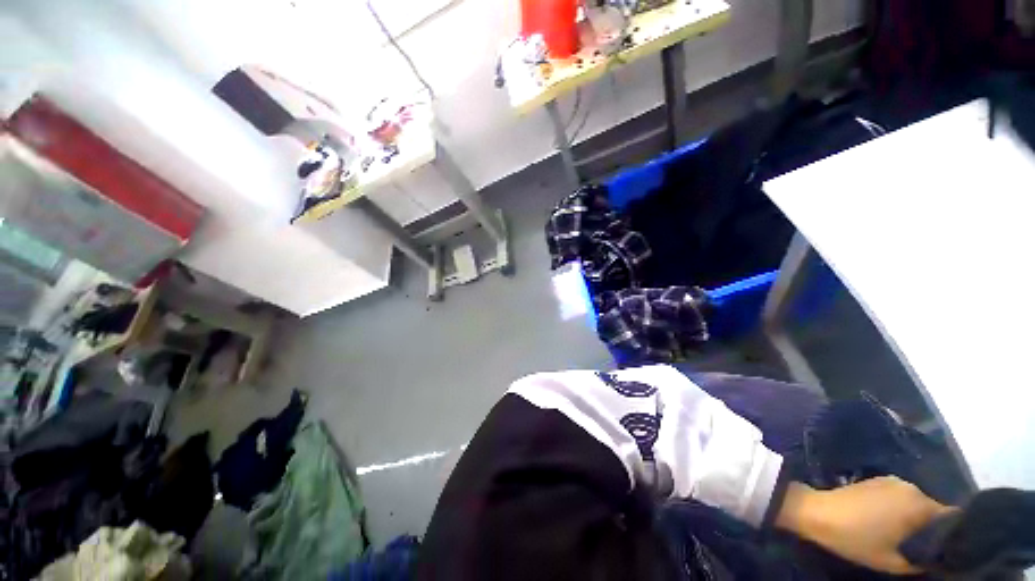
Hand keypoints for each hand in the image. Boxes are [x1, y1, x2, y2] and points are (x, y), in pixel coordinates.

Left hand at [776, 477, 955, 574]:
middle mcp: (912, 487)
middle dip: (935, 528)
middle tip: (930, 547)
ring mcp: (893, 481)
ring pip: (918, 504)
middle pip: (935, 510)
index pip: (952, 517)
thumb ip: (921, 562)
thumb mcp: (894, 561)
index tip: (953, 549)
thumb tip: (939, 560)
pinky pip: (902, 498)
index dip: (955, 534)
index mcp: (920, 503)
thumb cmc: (856, 539)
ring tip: (913, 538)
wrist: (817, 512)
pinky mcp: (877, 480)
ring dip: (919, 519)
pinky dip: (904, 511)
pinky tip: (895, 525)